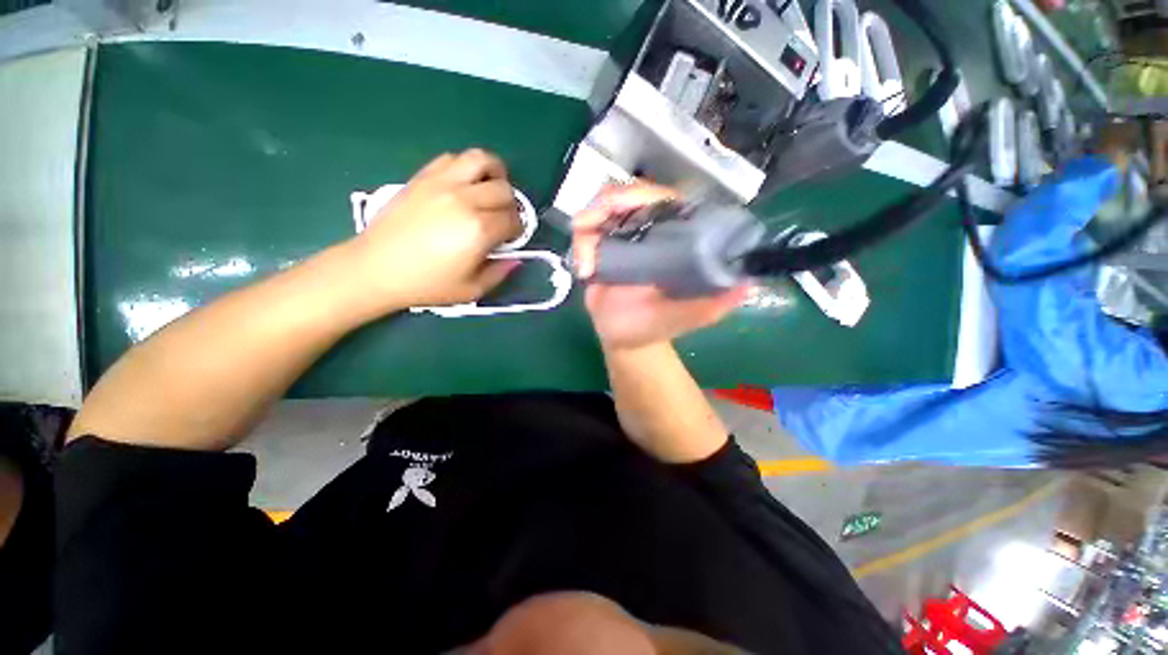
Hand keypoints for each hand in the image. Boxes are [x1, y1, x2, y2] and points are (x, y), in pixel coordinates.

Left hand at [352, 149, 522, 312]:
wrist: (377, 268)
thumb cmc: (427, 284)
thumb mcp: (472, 290)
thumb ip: (499, 273)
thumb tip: (515, 258)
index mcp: (480, 230)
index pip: (513, 219)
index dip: (517, 230)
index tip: (509, 238)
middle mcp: (465, 200)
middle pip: (505, 189)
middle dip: (511, 205)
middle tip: (501, 218)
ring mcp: (443, 183)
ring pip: (482, 159)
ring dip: (495, 173)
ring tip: (490, 189)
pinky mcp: (423, 176)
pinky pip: (453, 158)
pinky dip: (466, 167)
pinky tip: (464, 185)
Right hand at [572, 183, 747, 349]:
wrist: (626, 341)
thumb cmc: (659, 325)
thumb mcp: (693, 315)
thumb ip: (719, 301)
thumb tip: (749, 282)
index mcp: (674, 238)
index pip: (665, 200)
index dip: (646, 195)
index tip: (627, 205)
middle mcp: (648, 232)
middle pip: (629, 195)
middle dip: (609, 201)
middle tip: (593, 221)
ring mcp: (621, 238)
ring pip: (602, 208)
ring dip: (589, 221)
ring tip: (586, 256)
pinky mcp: (597, 250)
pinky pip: (584, 234)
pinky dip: (580, 245)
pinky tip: (583, 270)